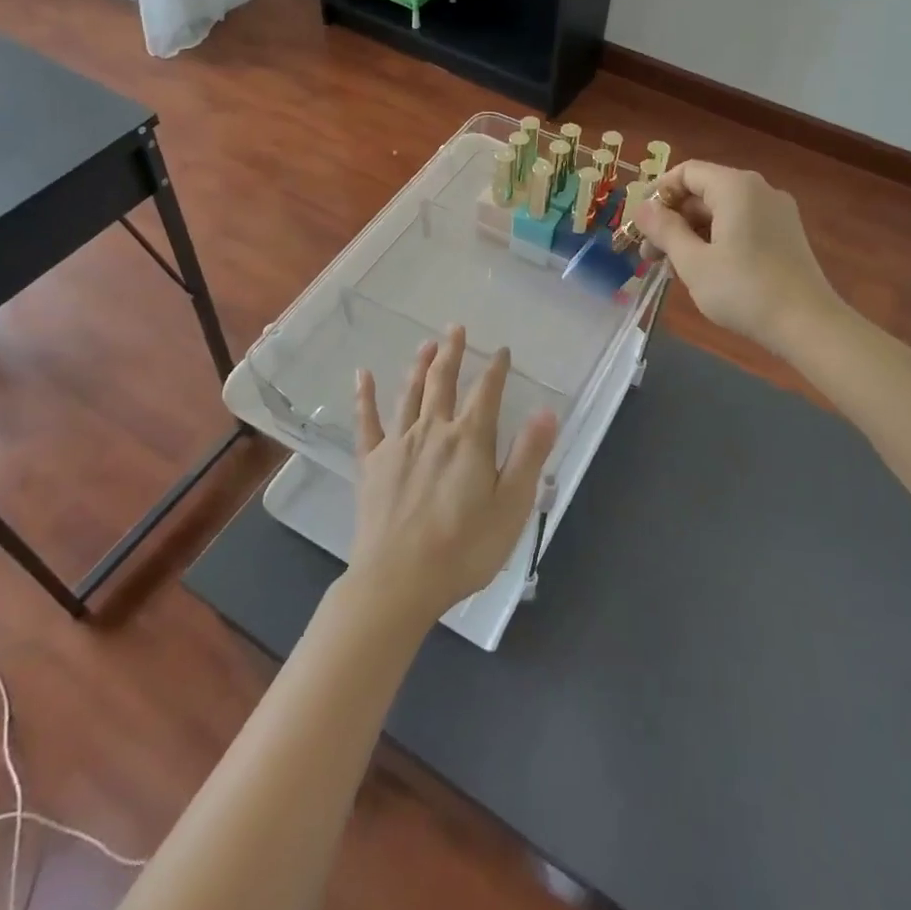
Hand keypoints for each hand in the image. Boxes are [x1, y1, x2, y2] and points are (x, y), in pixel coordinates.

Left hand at [348, 325, 557, 625]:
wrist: (398, 581)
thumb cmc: (463, 549)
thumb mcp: (511, 507)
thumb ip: (528, 455)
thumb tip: (547, 411)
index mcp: (470, 440)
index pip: (486, 392)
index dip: (496, 369)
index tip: (501, 350)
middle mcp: (433, 430)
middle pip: (444, 382)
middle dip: (453, 353)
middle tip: (456, 328)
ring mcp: (398, 444)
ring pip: (410, 393)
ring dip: (419, 365)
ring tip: (426, 343)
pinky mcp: (371, 463)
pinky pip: (367, 421)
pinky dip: (365, 396)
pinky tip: (363, 374)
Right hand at [635, 160, 847, 354]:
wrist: (808, 325)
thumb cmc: (743, 289)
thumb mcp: (692, 261)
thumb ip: (664, 229)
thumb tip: (642, 207)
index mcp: (736, 187)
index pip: (686, 172)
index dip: (657, 194)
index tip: (640, 225)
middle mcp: (759, 190)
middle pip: (703, 193)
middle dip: (671, 221)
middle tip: (649, 256)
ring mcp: (776, 213)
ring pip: (720, 213)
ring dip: (691, 235)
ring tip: (672, 270)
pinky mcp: (785, 235)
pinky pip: (740, 226)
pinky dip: (715, 241)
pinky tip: (703, 272)